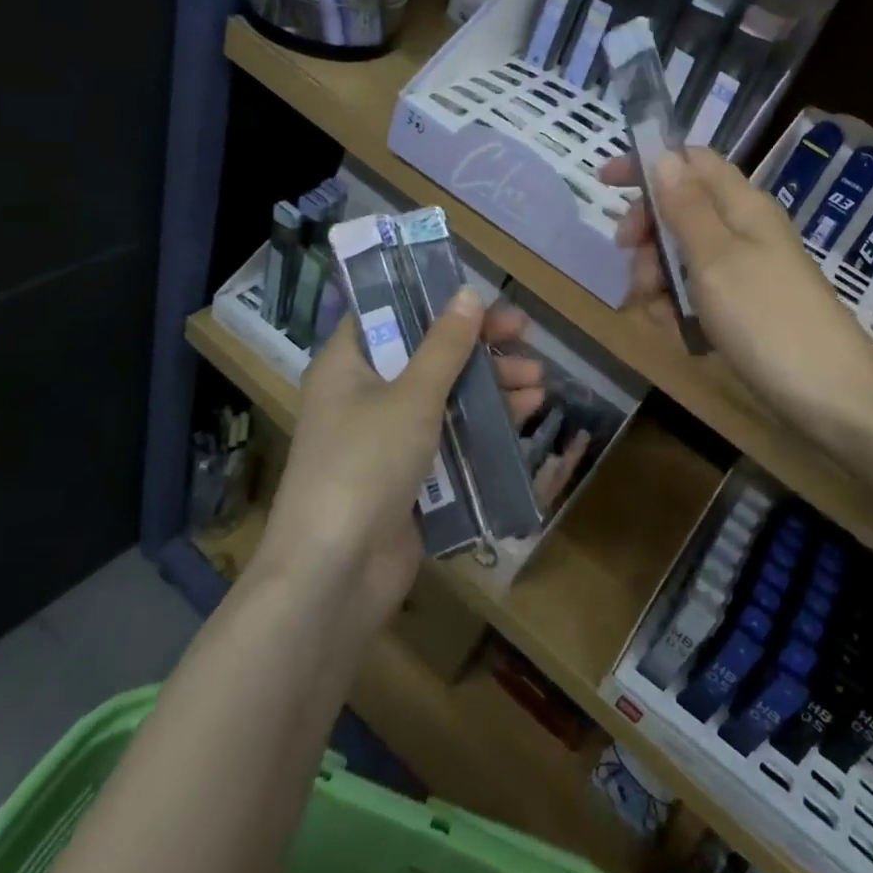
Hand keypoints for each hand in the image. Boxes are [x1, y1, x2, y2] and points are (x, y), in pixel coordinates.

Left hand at [255, 292, 542, 635]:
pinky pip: (450, 437)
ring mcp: (385, 439)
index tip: (480, 297)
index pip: (388, 313)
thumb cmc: (364, 465)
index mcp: (347, 365)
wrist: (334, 578)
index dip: (433, 300)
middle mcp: (362, 396)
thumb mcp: (411, 397)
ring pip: (444, 397)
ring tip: (538, 380)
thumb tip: (468, 294)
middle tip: (525, 334)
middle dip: (478, 346)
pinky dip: (483, 424)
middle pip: (426, 355)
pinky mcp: (407, 477)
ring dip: (490, 386)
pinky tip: (524, 415)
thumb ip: (445, 346)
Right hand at [601, 149, 872, 432]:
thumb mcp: (716, 258)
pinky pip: (701, 291)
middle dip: (648, 234)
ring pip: (685, 254)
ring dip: (659, 277)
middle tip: (631, 264)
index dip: (648, 165)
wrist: (831, 395)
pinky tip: (677, 332)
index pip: (691, 160)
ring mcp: (749, 268)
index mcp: (743, 204)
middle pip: (682, 208)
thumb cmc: (767, 319)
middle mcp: (746, 228)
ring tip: (656, 313)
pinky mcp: (748, 305)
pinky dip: (681, 305)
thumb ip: (686, 207)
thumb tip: (664, 156)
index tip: (605, 184)